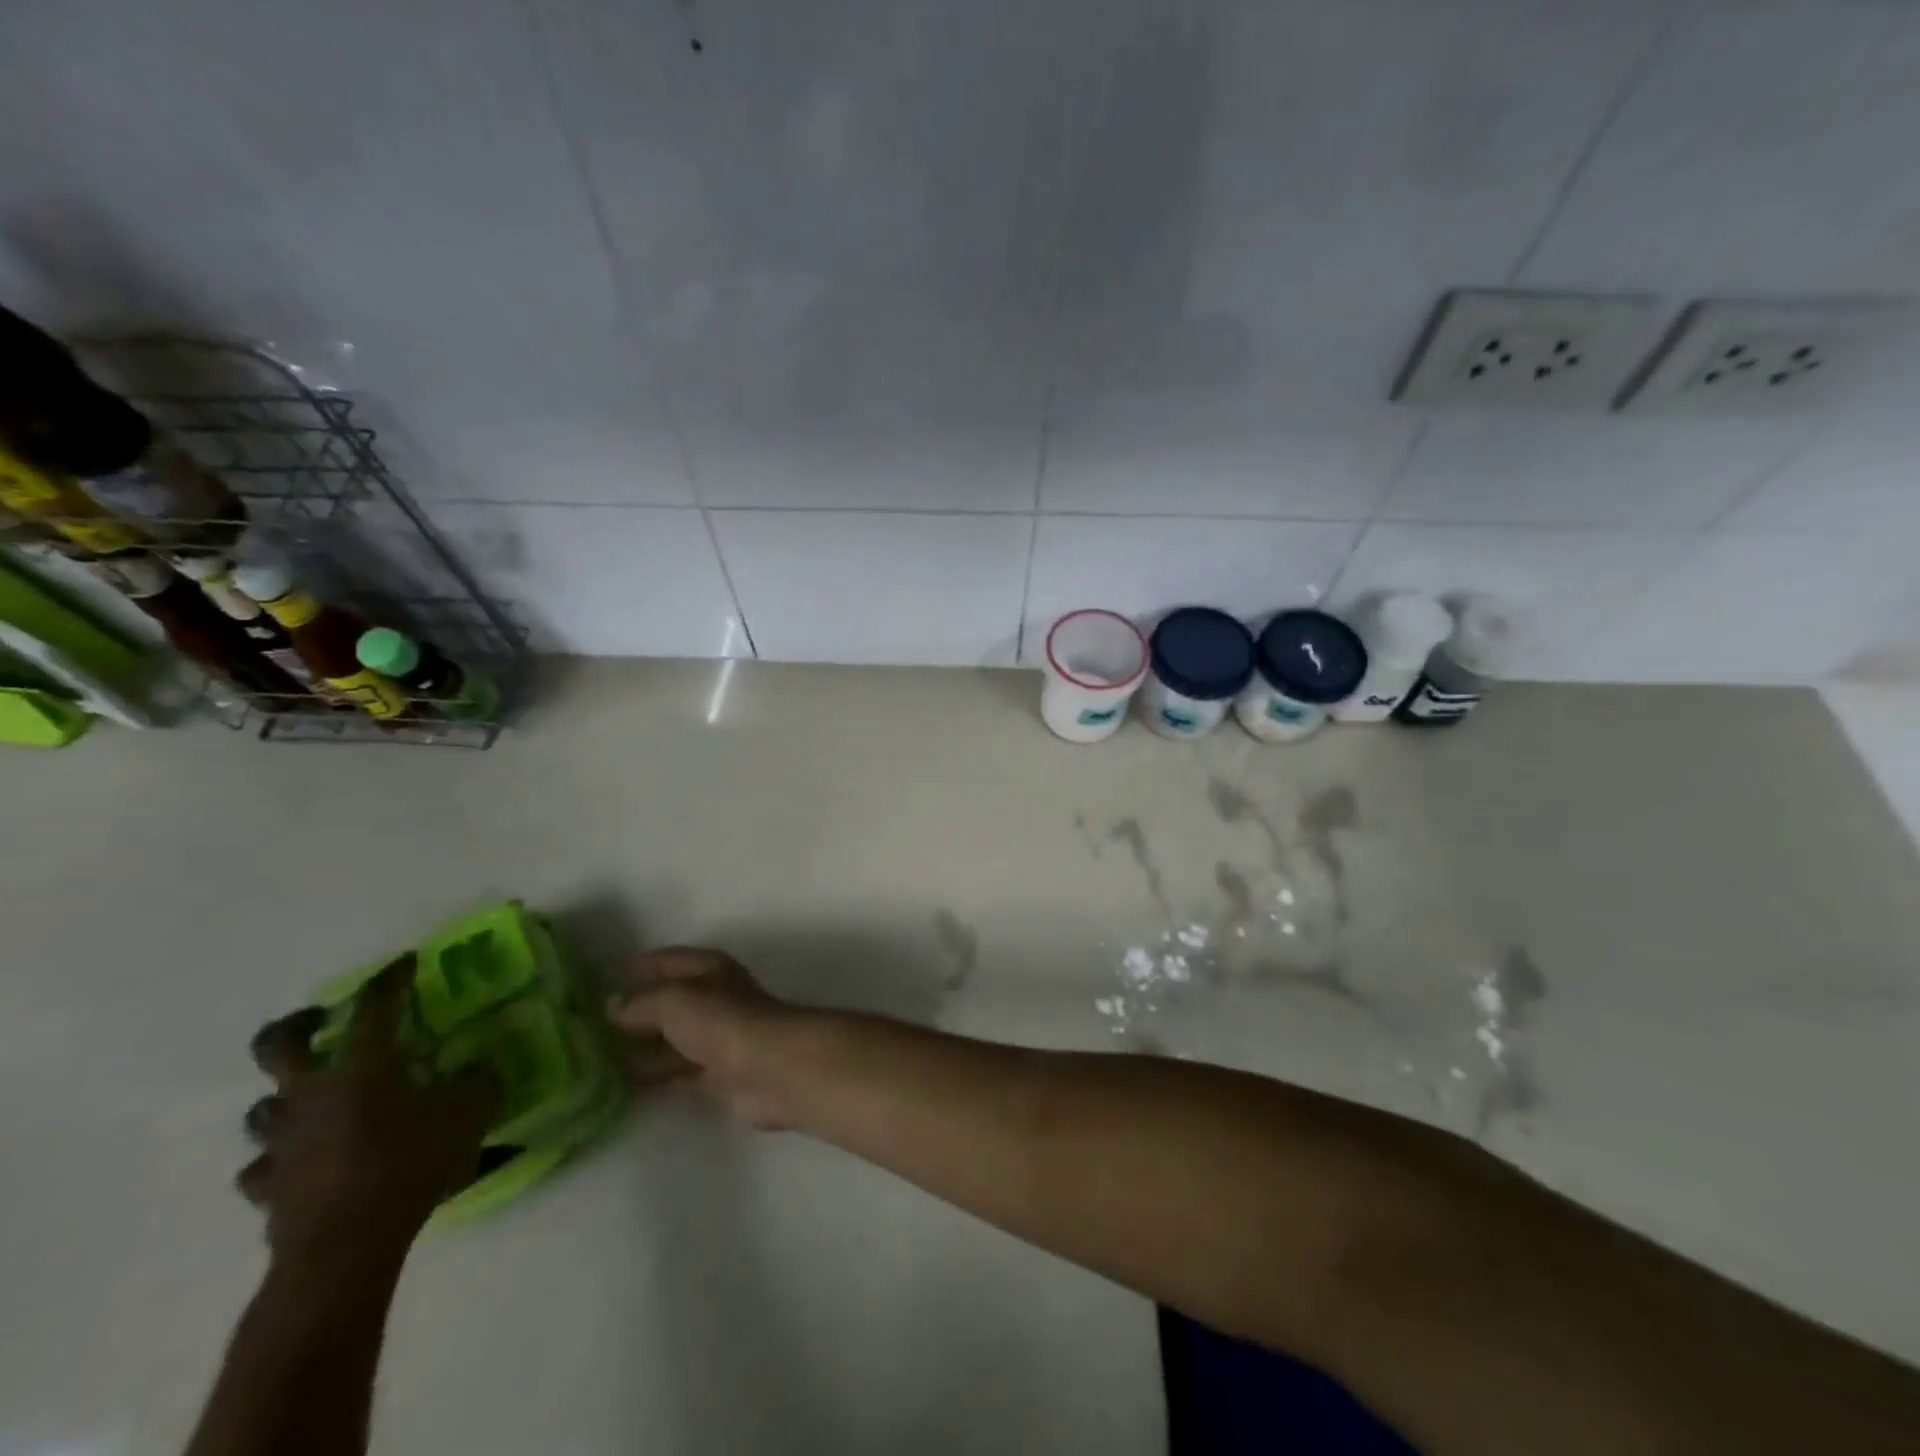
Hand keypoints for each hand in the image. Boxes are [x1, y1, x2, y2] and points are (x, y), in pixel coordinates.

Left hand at [240, 955, 496, 1263]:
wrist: (345, 1246)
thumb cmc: (409, 1162)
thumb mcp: (469, 1111)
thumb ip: (478, 1081)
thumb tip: (480, 1066)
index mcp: (361, 1066)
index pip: (373, 1006)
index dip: (390, 979)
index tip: (405, 963)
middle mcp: (310, 1094)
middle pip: (277, 1046)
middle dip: (298, 1026)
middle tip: (322, 1021)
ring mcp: (280, 1143)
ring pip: (262, 1109)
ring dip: (285, 1099)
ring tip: (313, 1101)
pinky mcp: (267, 1187)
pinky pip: (262, 1166)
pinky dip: (279, 1160)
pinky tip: (300, 1163)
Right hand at [607, 947, 798, 1128]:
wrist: (770, 1068)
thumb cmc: (722, 1021)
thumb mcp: (673, 1001)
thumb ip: (640, 1003)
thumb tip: (612, 1007)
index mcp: (708, 969)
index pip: (666, 961)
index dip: (637, 969)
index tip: (598, 983)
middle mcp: (712, 998)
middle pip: (667, 1001)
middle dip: (632, 1012)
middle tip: (585, 1028)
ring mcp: (715, 1037)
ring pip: (670, 1039)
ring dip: (639, 1048)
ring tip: (593, 1059)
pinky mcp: (715, 1075)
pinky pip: (675, 1073)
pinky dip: (652, 1078)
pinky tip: (619, 1087)